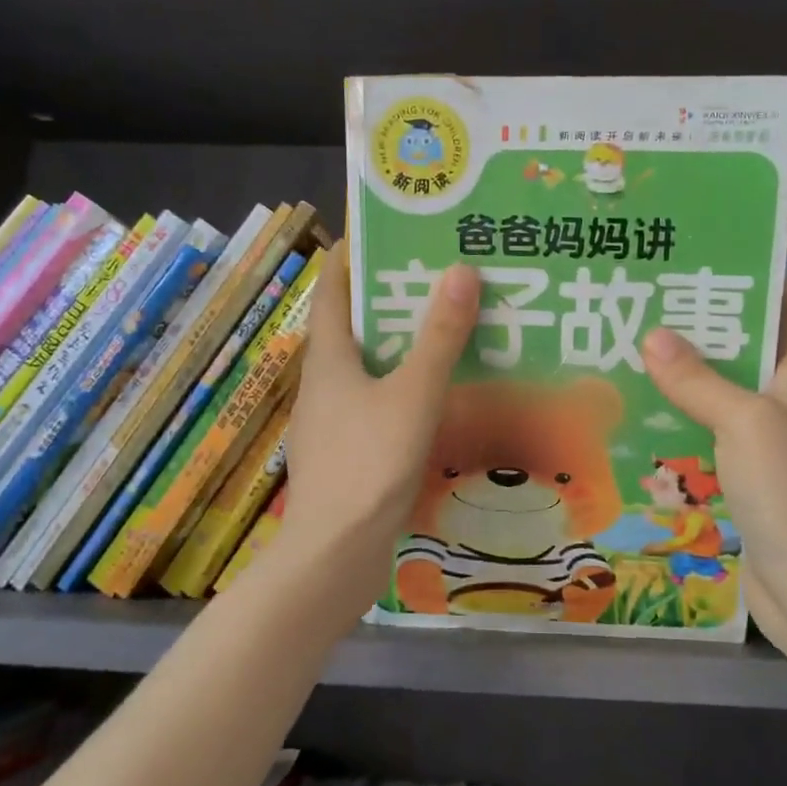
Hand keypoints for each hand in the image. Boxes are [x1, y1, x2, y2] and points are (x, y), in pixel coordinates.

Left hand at [274, 247, 479, 609]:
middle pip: (354, 324)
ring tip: (451, 329)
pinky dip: (406, 388)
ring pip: (370, 366)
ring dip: (404, 345)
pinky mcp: (349, 451)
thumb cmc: (369, 463)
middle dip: (392, 298)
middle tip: (441, 277)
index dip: (354, 254)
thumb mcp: (413, 393)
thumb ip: (439, 336)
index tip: (391, 231)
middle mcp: (325, 381)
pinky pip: (379, 403)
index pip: (332, 287)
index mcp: (329, 356)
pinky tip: (443, 395)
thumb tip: (461, 270)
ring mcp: (333, 419)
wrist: (336, 553)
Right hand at [641, 286, 786, 656]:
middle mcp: (784, 409)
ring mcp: (763, 450)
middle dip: (707, 330)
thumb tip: (655, 334)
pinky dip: (677, 428)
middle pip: (749, 354)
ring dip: (684, 380)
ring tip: (630, 355)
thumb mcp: (745, 424)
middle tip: (651, 307)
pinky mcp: (742, 485)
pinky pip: (705, 442)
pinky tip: (637, 422)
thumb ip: (700, 381)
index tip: (719, 262)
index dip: (769, 284)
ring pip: (721, 400)